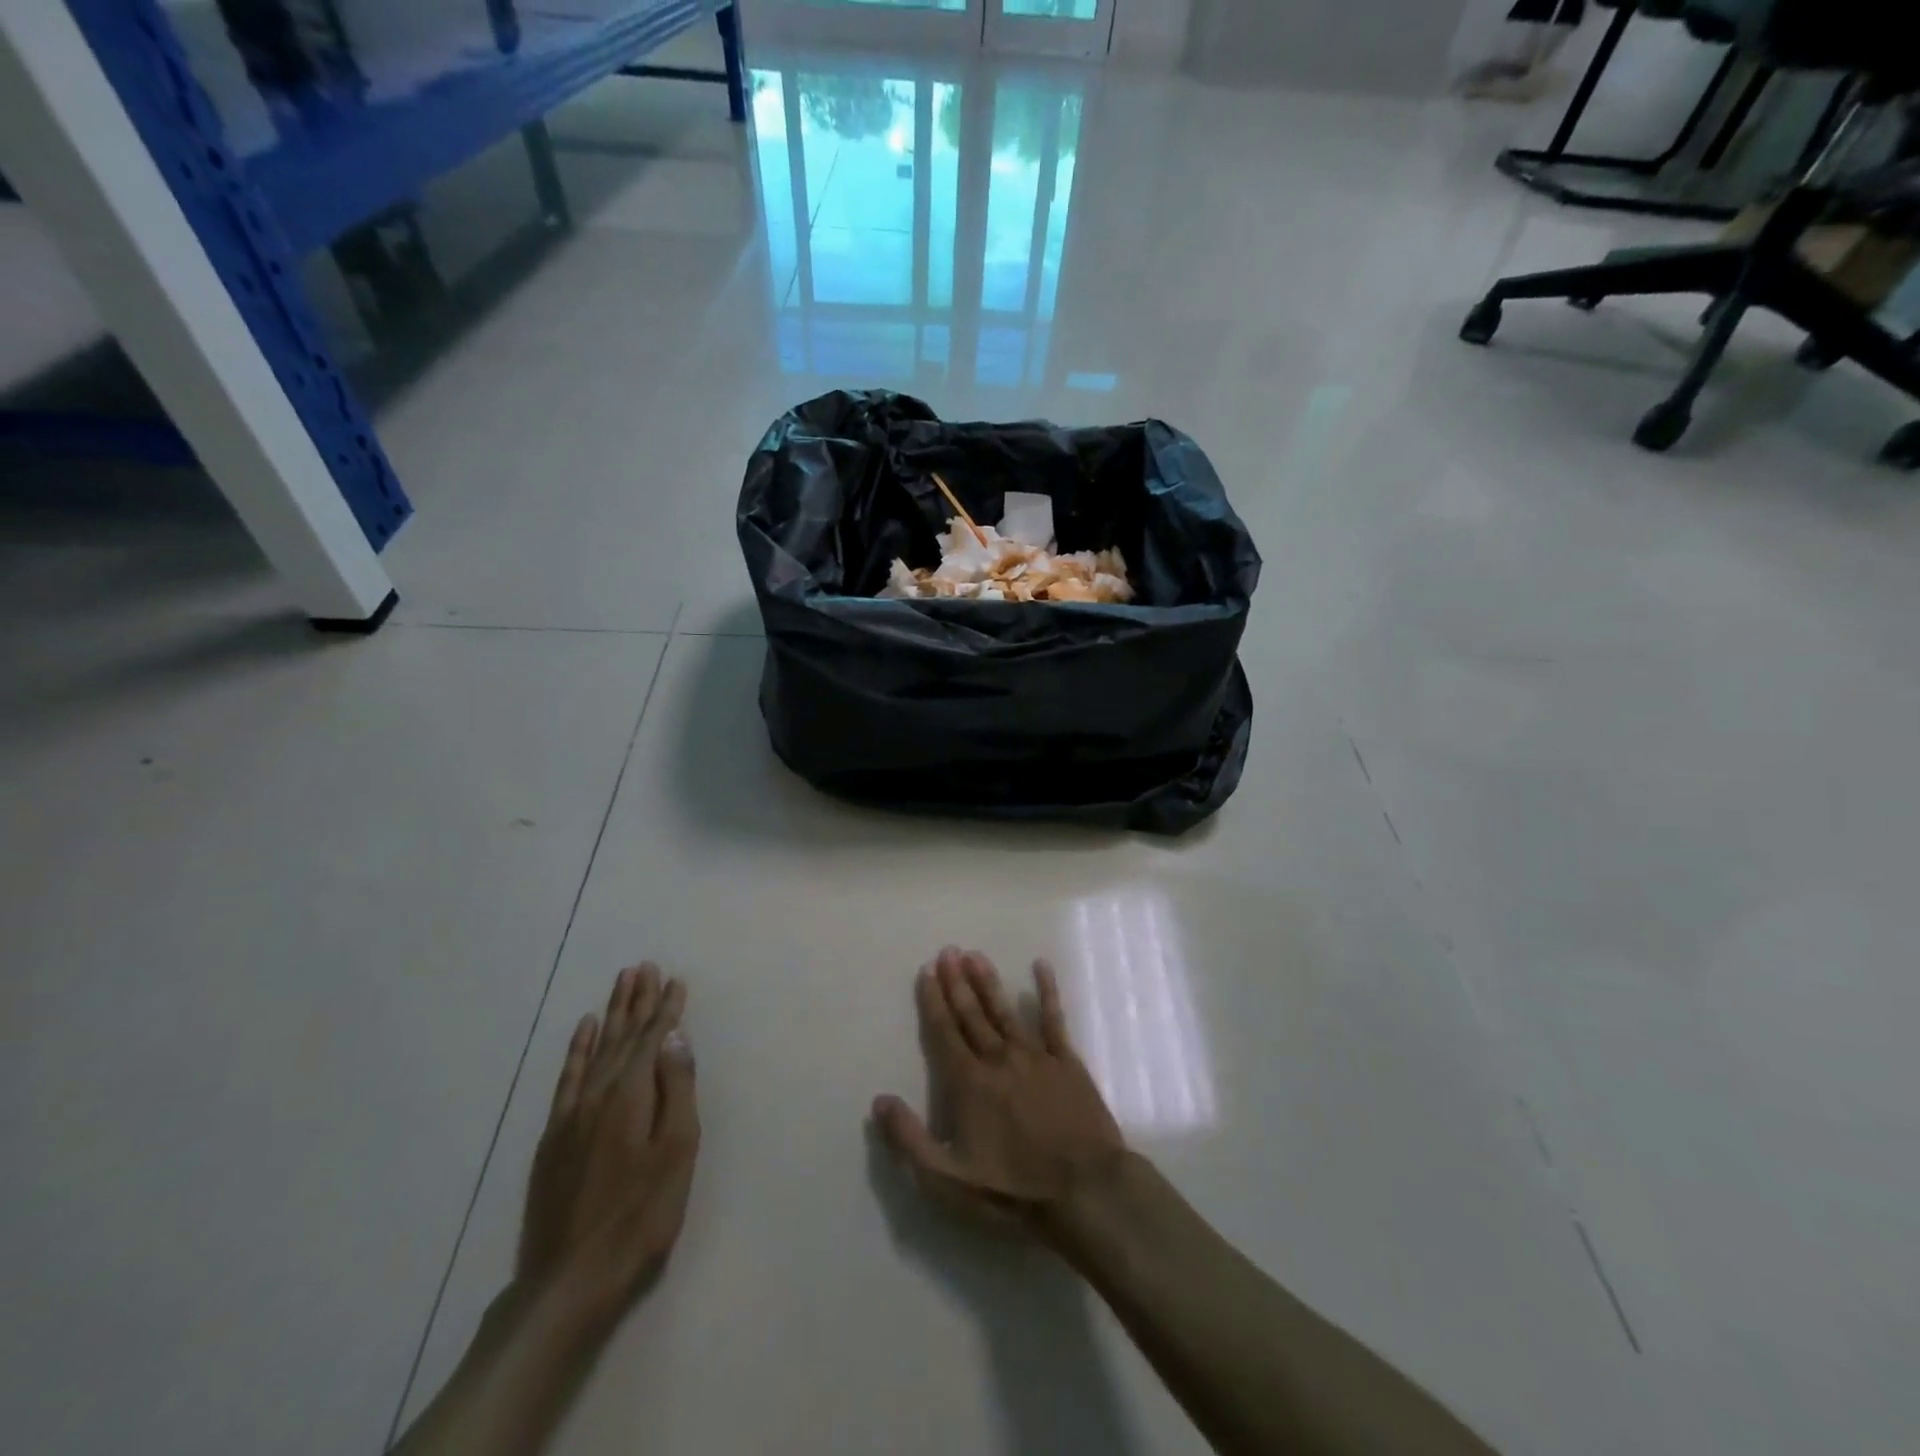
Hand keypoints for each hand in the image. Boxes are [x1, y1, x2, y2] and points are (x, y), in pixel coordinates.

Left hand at [517, 964, 699, 1319]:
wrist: (569, 1281)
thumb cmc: (640, 1215)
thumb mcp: (676, 1151)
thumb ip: (677, 1089)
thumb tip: (675, 1037)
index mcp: (632, 1093)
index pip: (653, 1038)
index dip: (667, 1008)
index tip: (676, 979)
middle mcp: (599, 1092)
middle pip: (622, 1035)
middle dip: (637, 1000)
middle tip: (644, 966)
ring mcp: (572, 1113)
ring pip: (596, 1048)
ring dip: (611, 1014)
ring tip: (621, 983)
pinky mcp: (554, 1136)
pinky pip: (568, 1077)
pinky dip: (577, 1050)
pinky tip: (583, 1031)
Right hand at [873, 947, 1126, 1238]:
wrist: (1084, 1189)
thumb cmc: (1013, 1188)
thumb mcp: (949, 1180)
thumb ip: (910, 1140)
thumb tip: (879, 1101)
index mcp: (969, 1083)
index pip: (945, 1033)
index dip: (933, 1001)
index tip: (926, 972)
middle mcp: (998, 1059)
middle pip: (972, 1015)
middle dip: (957, 982)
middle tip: (948, 951)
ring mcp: (1035, 1056)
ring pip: (1005, 1010)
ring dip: (988, 982)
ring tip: (975, 955)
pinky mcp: (1067, 1061)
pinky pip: (1054, 1019)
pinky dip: (1047, 991)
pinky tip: (1041, 967)